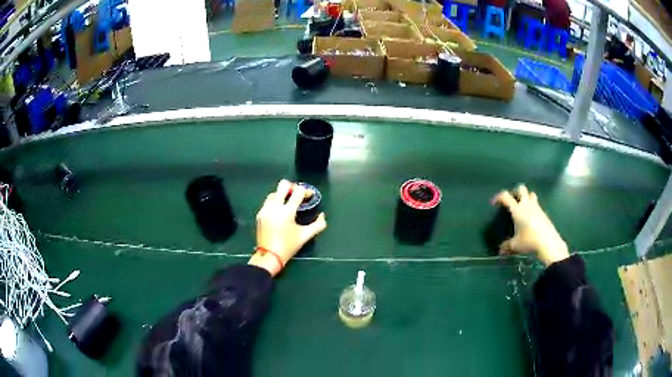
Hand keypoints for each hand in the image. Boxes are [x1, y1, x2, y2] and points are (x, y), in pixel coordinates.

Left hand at [249, 180, 326, 275]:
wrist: (269, 256)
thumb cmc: (288, 246)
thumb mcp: (305, 236)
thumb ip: (318, 225)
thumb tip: (322, 215)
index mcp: (287, 212)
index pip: (298, 192)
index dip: (306, 191)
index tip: (309, 196)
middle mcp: (275, 207)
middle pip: (283, 185)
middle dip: (292, 187)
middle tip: (297, 195)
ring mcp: (265, 210)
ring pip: (274, 193)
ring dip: (282, 195)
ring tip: (288, 204)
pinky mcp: (260, 214)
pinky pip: (268, 202)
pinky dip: (275, 203)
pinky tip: (279, 212)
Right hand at [492, 185, 568, 265]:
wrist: (548, 242)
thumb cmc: (529, 241)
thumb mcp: (515, 245)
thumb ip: (506, 246)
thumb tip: (500, 251)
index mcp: (517, 210)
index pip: (506, 197)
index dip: (499, 197)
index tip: (494, 203)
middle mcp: (527, 205)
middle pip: (521, 189)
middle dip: (515, 192)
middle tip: (512, 201)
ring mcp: (537, 207)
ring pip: (531, 194)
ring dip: (526, 197)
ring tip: (523, 207)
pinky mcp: (543, 213)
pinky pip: (537, 205)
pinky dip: (533, 207)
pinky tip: (531, 218)